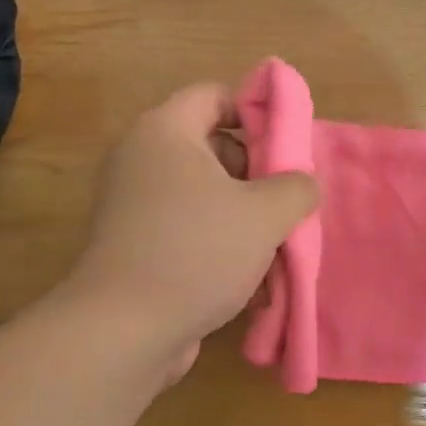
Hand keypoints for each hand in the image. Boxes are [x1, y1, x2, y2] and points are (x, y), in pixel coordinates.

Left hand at [63, 83, 317, 379]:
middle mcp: (141, 158)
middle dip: (257, 174)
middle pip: (212, 146)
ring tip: (277, 249)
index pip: (214, 95)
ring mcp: (133, 204)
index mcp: (165, 131)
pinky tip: (252, 281)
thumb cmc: (197, 252)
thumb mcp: (265, 214)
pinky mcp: (134, 244)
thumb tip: (302, 183)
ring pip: (204, 194)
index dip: (257, 113)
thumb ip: (296, 186)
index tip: (289, 148)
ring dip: (244, 217)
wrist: (124, 330)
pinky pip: (187, 228)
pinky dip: (218, 244)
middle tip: (287, 202)